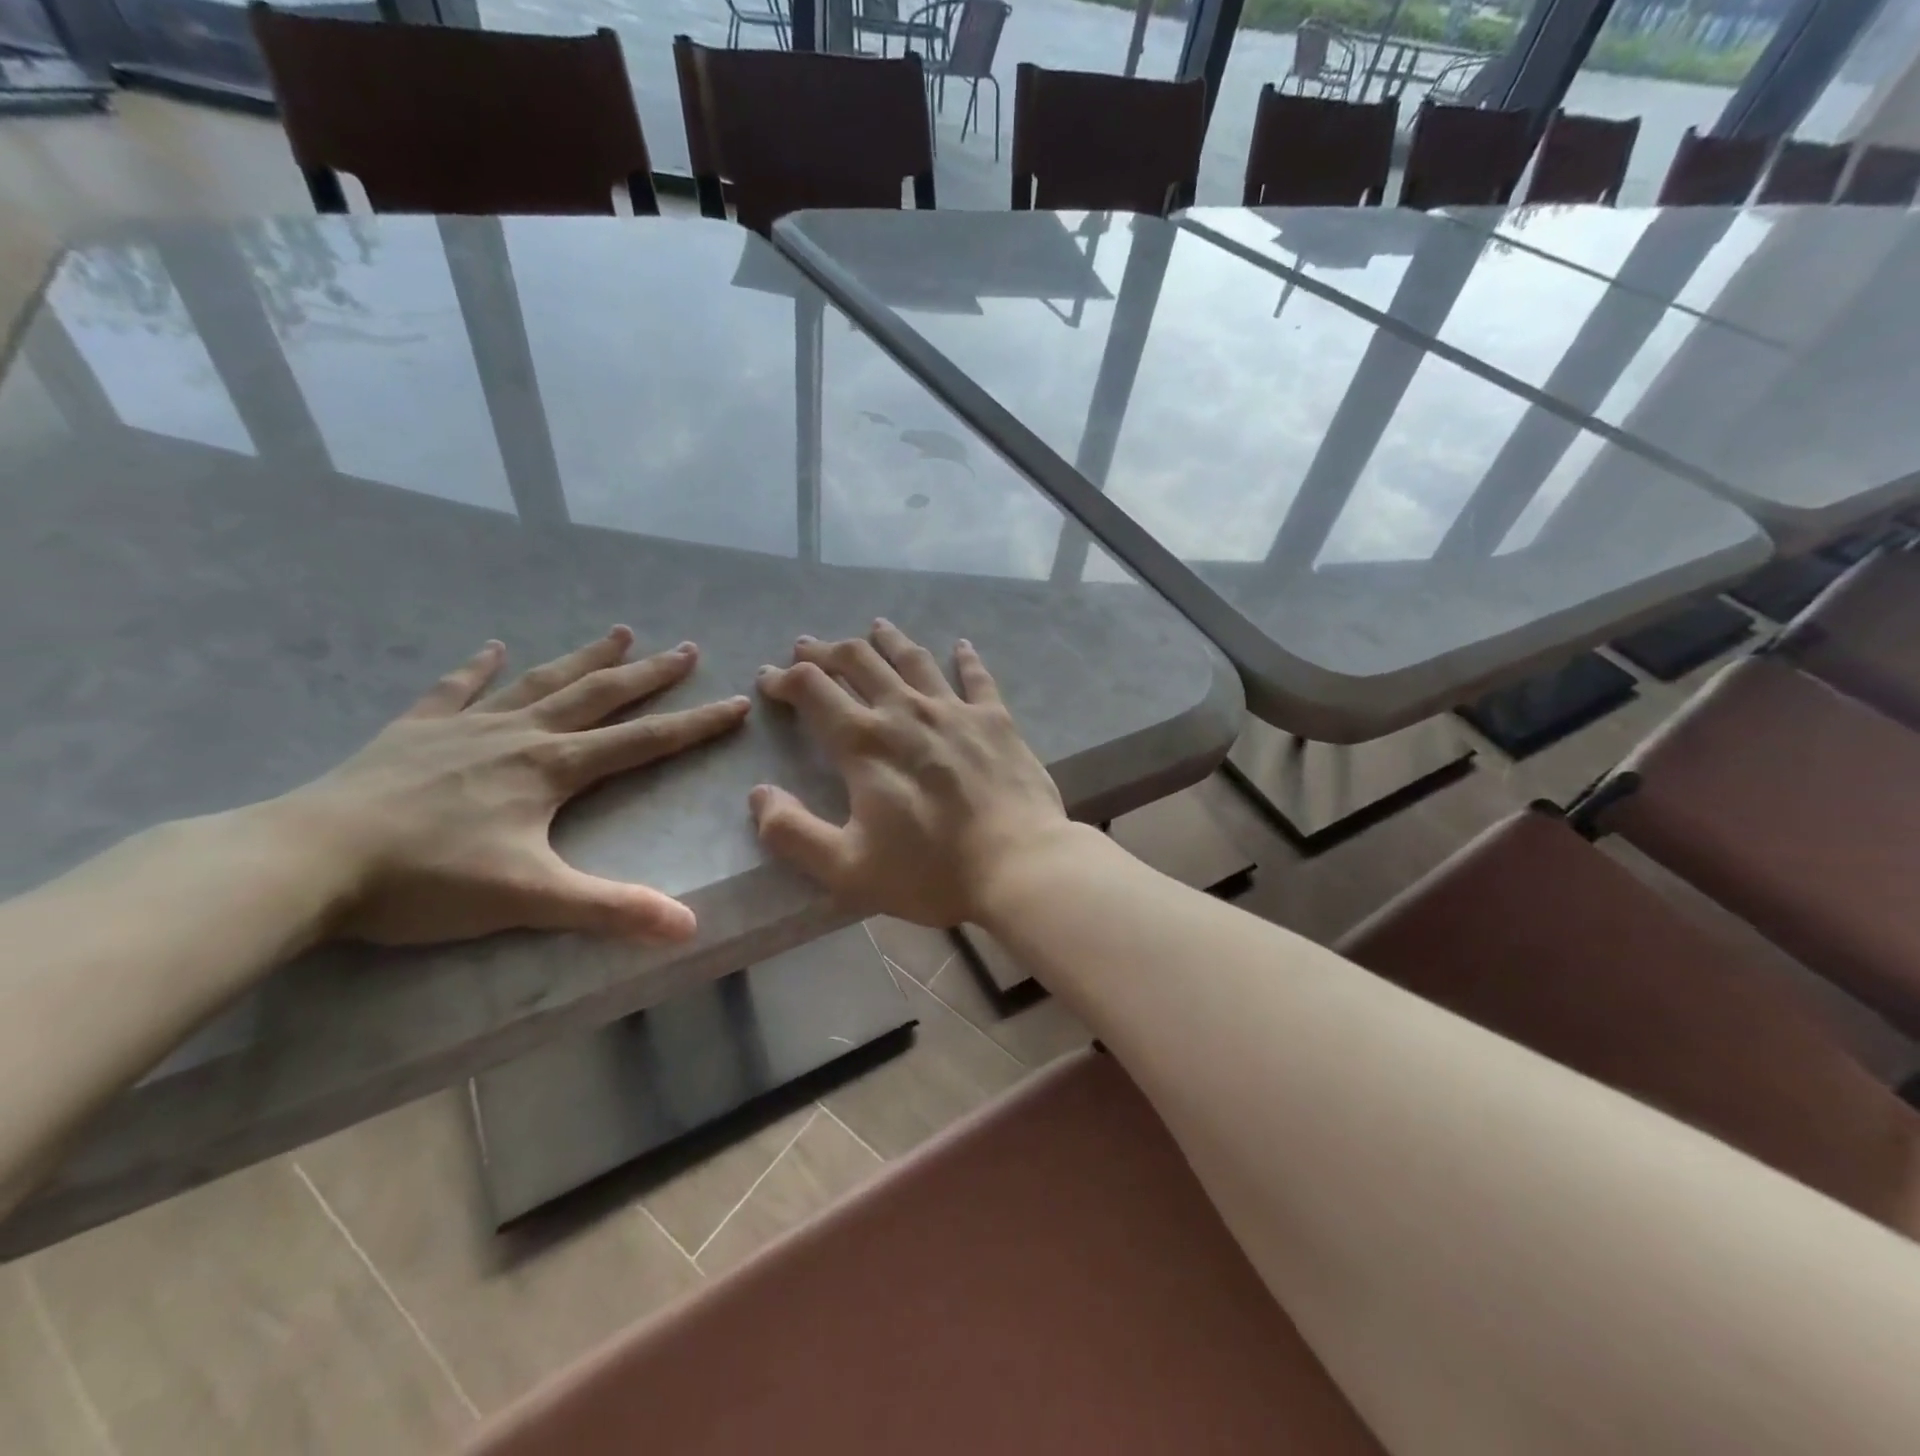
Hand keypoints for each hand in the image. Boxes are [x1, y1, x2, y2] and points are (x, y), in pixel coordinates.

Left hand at [282, 628, 749, 945]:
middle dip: (650, 674)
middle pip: (600, 696)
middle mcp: (521, 735)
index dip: (696, 724)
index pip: (644, 741)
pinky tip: (491, 648)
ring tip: (619, 632)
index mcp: (554, 768)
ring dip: (584, 658)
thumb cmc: (427, 880)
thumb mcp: (531, 899)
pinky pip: (455, 689)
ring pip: (541, 682)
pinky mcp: (415, 731)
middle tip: (688, 649)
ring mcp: (466, 727)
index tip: (737, 702)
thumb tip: (689, 927)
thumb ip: (613, 910)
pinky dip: (478, 668)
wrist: (307, 860)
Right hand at [749, 621, 1072, 927]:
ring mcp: (954, 710)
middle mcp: (905, 711)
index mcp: (864, 742)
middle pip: (859, 661)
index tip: (769, 680)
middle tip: (809, 648)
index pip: (813, 689)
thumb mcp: (847, 868)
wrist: (1018, 865)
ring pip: (913, 658)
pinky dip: (965, 658)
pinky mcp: (995, 719)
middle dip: (827, 650)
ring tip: (875, 627)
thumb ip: (793, 832)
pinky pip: (976, 677)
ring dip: (888, 640)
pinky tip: (961, 646)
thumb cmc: (931, 871)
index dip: (784, 679)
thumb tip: (759, 795)